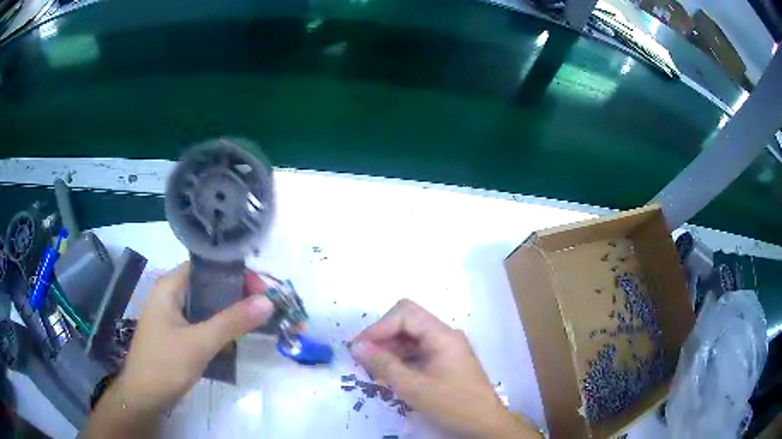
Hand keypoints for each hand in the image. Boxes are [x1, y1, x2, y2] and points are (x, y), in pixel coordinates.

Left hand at [116, 262, 273, 413]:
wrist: (144, 397)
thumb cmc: (165, 364)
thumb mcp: (199, 343)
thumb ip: (232, 322)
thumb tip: (267, 301)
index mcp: (169, 287)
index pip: (206, 267)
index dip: (234, 273)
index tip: (260, 290)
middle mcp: (170, 296)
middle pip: (207, 285)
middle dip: (236, 294)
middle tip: (263, 307)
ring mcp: (173, 316)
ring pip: (206, 306)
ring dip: (229, 312)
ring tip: (255, 321)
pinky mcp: (177, 335)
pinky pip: (202, 323)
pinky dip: (219, 327)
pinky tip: (236, 338)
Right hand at [350, 299, 538, 438]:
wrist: (485, 424)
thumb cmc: (452, 405)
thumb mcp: (413, 388)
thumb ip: (383, 365)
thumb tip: (356, 347)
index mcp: (442, 336)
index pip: (405, 314)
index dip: (379, 327)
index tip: (359, 347)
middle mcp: (446, 336)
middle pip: (409, 321)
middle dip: (383, 336)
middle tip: (364, 357)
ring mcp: (448, 348)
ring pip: (413, 337)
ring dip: (391, 348)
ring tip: (373, 368)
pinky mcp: (447, 361)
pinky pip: (420, 351)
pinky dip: (402, 358)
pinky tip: (391, 373)